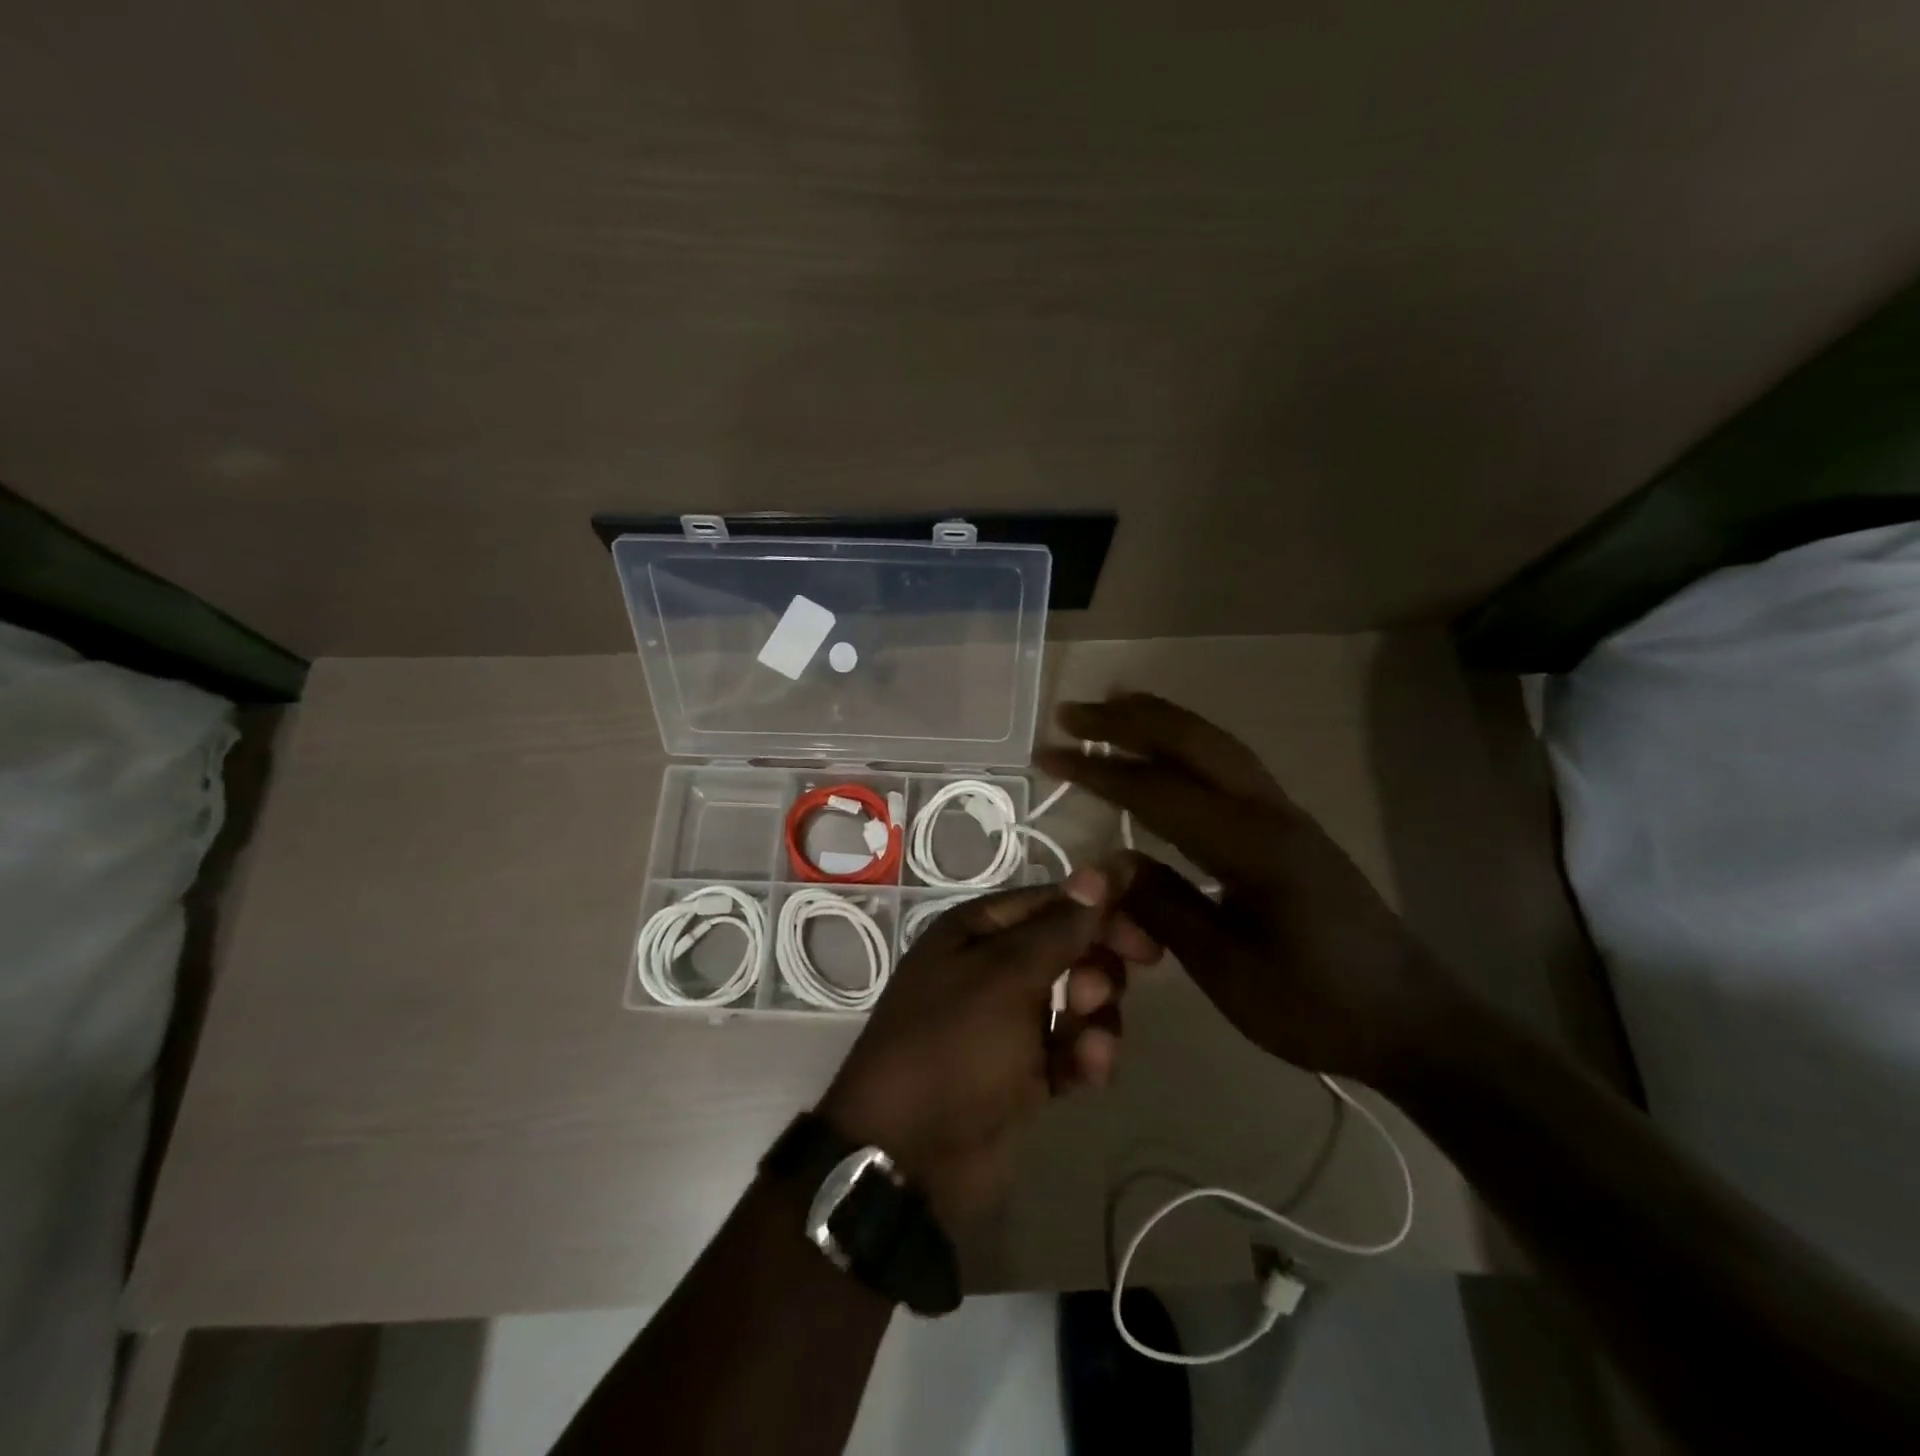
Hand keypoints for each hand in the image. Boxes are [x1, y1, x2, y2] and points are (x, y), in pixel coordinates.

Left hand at [818, 867, 1158, 1225]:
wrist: (909, 1160)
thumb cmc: (954, 1047)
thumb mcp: (1007, 978)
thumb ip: (1060, 928)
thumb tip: (1101, 870)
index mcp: (976, 932)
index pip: (1051, 902)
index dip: (1100, 910)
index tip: (1148, 933)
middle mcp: (990, 968)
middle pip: (1067, 948)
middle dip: (1095, 967)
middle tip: (1103, 991)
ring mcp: (1006, 1022)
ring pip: (1075, 1000)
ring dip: (1095, 1018)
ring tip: (1093, 1045)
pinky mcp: (1022, 1071)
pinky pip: (1068, 1048)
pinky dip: (1084, 1056)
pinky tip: (1090, 1074)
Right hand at [1035, 694, 1450, 1083]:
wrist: (1412, 1021)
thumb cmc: (1317, 1005)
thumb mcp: (1228, 970)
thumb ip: (1165, 908)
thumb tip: (1112, 863)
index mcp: (1250, 845)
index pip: (1157, 790)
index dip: (1097, 769)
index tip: (1047, 754)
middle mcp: (1269, 812)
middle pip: (1192, 742)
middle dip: (1127, 721)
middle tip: (1072, 712)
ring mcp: (1285, 815)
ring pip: (1215, 745)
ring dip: (1160, 721)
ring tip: (1113, 705)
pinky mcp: (1290, 829)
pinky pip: (1229, 766)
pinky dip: (1188, 745)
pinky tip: (1167, 754)